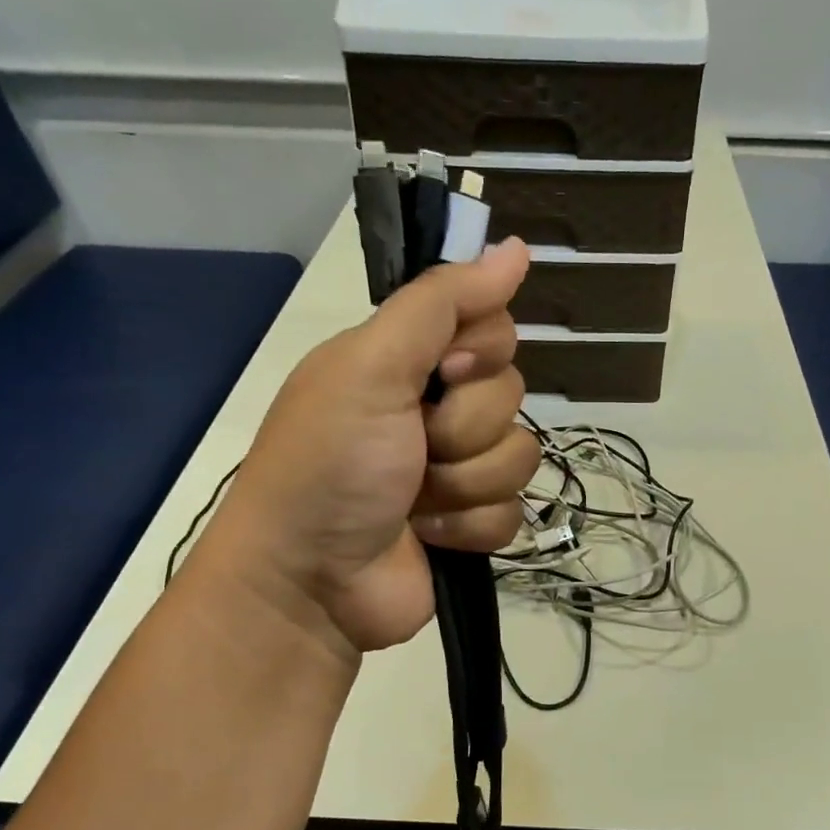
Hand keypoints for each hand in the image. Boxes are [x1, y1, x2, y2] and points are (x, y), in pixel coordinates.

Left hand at [198, 239, 539, 659]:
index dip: (479, 352)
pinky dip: (469, 527)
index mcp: (407, 361)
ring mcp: (455, 471)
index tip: (442, 374)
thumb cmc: (330, 464)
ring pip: (518, 457)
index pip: (491, 328)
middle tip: (413, 449)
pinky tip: (428, 536)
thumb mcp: (371, 366)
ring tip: (415, 502)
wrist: (310, 581)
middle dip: (464, 429)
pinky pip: (512, 512)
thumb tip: (516, 247)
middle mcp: (435, 409)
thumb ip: (442, 303)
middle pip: (511, 394)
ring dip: (464, 484)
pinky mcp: (470, 524)